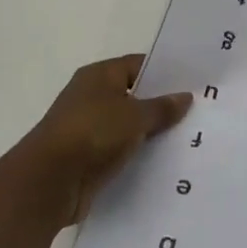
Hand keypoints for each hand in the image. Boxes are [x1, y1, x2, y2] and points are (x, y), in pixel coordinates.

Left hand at [7, 55, 192, 228]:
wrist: (49, 182)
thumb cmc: (92, 133)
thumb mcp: (135, 116)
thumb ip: (162, 107)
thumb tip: (185, 97)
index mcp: (99, 75)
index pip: (138, 65)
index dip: (165, 73)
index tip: (193, 83)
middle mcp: (91, 96)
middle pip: (134, 95)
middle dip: (161, 104)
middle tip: (197, 111)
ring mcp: (88, 128)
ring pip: (128, 125)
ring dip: (150, 132)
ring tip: (187, 138)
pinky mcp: (87, 157)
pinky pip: (120, 149)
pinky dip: (137, 153)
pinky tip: (164, 161)